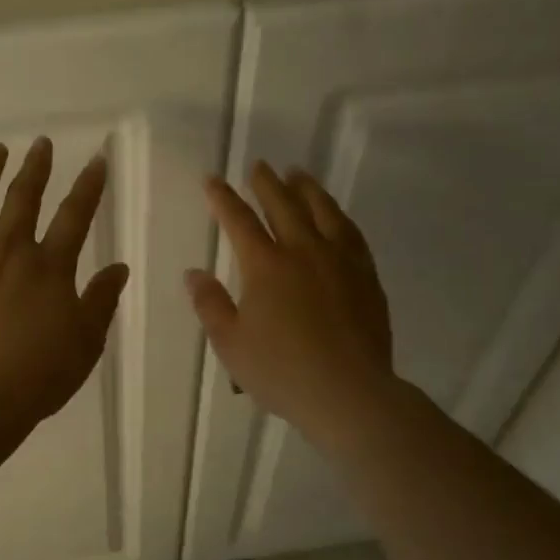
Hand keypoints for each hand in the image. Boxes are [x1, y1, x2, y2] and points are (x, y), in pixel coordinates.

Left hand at [0, 138, 130, 429]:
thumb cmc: (38, 374)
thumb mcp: (86, 341)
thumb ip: (101, 300)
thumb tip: (119, 267)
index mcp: (50, 267)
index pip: (75, 216)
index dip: (89, 186)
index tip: (97, 159)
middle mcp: (10, 250)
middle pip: (24, 198)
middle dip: (36, 167)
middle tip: (42, 143)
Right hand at [186, 162, 398, 445]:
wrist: (349, 393)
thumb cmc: (281, 371)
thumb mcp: (231, 343)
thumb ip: (210, 304)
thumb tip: (194, 273)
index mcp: (266, 266)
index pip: (239, 221)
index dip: (223, 198)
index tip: (212, 179)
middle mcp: (304, 251)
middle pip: (284, 206)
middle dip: (267, 184)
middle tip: (259, 166)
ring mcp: (340, 261)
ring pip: (323, 211)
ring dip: (307, 189)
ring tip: (299, 175)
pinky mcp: (366, 276)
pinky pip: (351, 233)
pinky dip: (338, 216)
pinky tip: (335, 215)